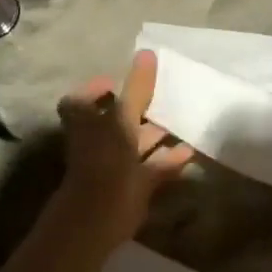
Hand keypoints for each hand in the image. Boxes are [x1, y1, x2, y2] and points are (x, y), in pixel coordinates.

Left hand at [54, 50, 194, 249]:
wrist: (99, 217)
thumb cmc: (105, 160)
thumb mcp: (122, 119)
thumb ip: (137, 89)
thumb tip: (147, 53)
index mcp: (86, 122)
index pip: (81, 100)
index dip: (96, 89)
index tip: (117, 81)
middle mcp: (97, 141)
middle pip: (115, 120)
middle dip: (138, 109)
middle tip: (163, 95)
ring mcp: (114, 164)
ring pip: (136, 144)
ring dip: (156, 133)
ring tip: (184, 120)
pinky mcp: (133, 185)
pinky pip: (153, 167)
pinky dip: (169, 158)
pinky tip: (191, 150)